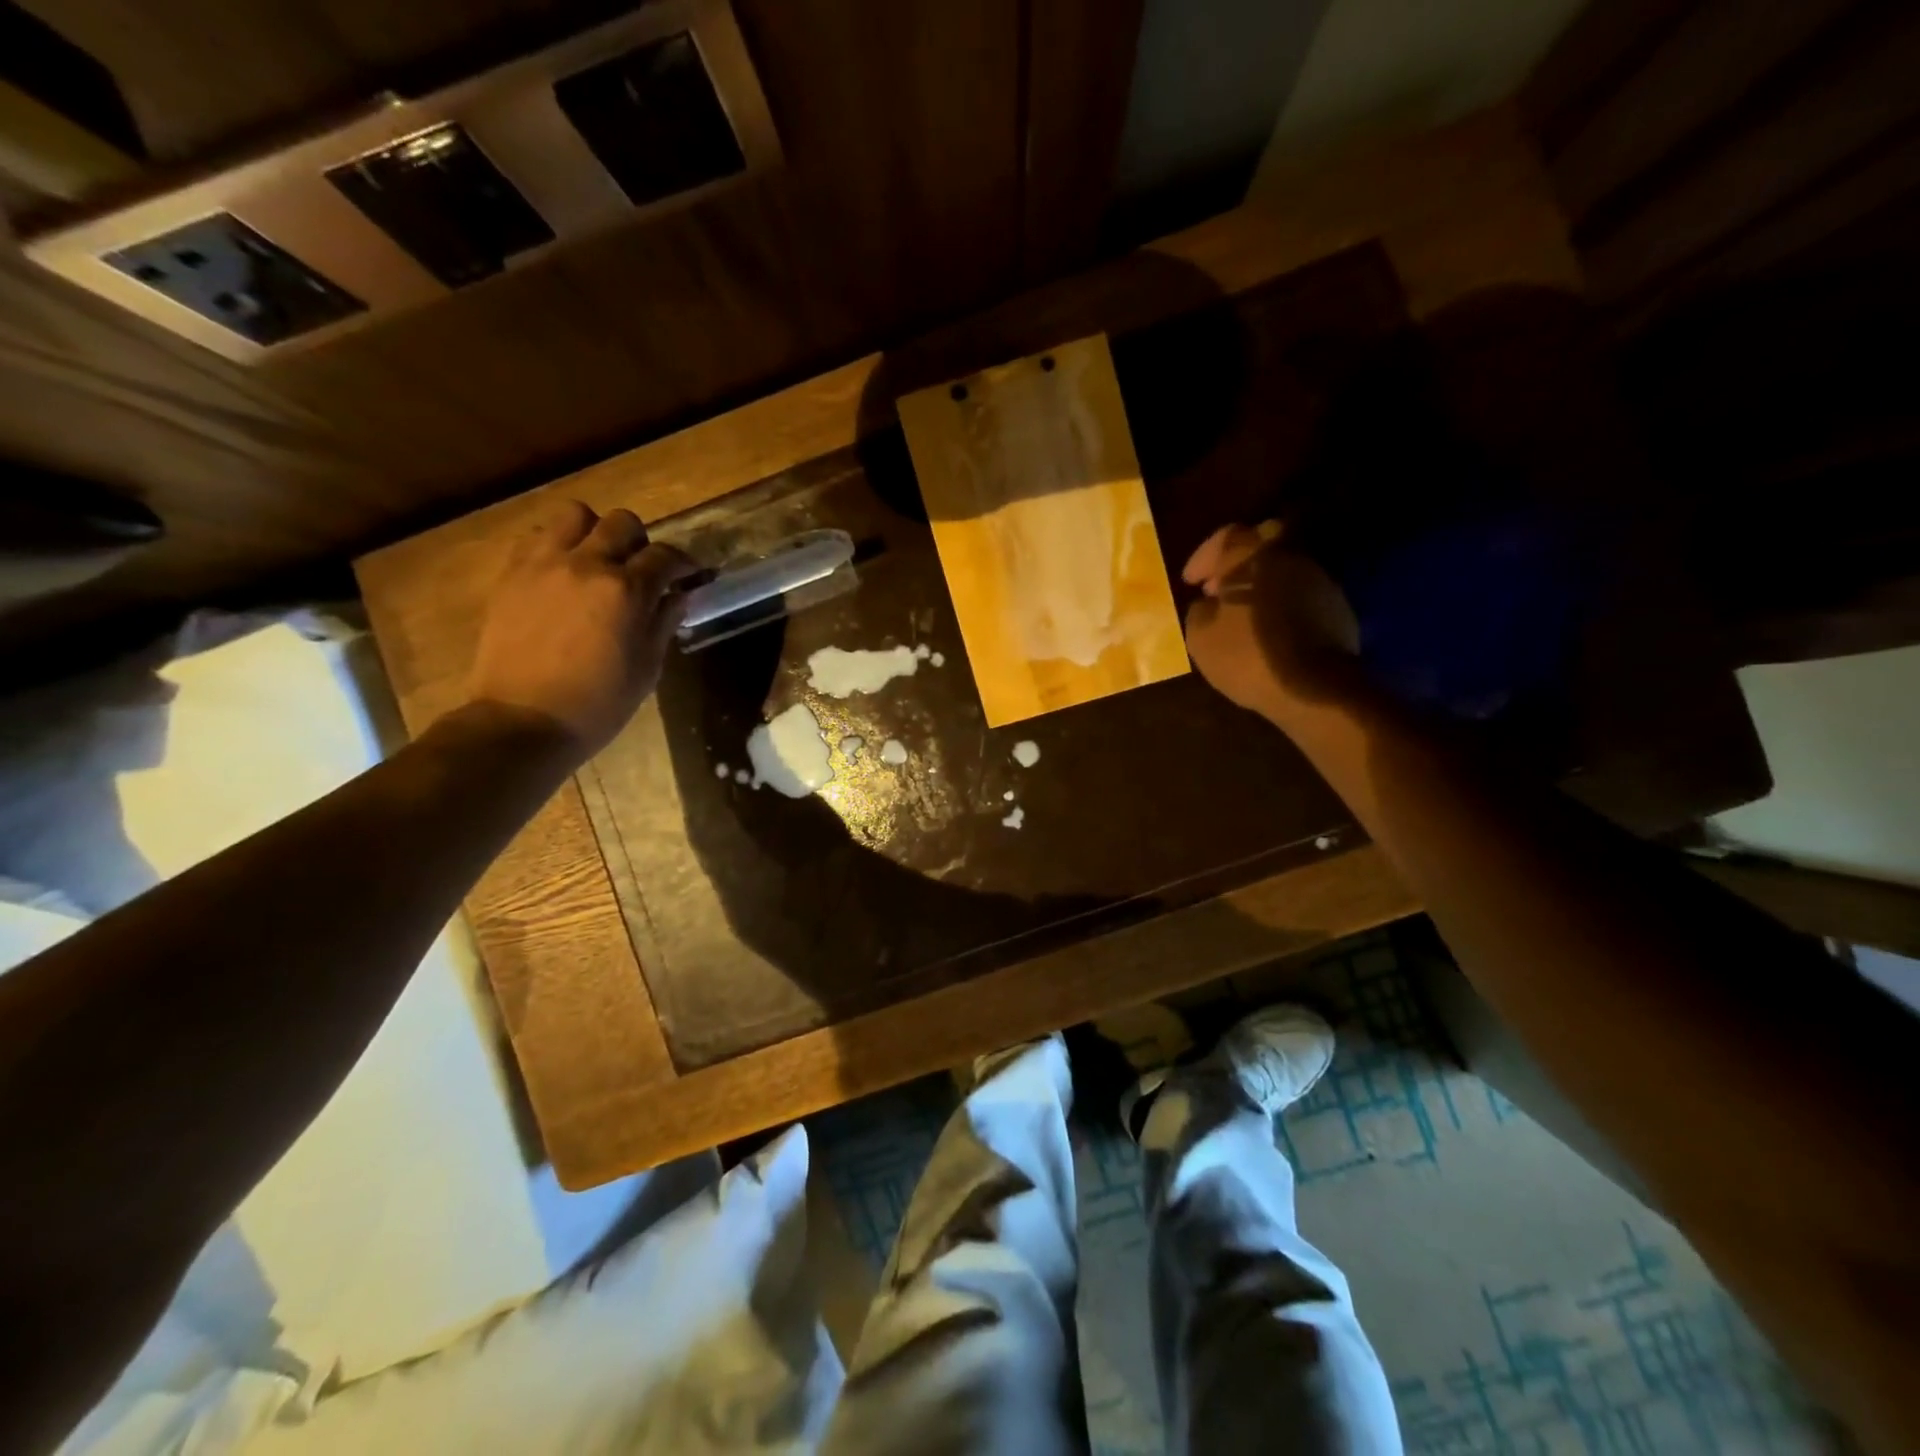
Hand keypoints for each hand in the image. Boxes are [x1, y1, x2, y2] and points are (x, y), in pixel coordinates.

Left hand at [466, 501, 695, 758]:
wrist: (524, 720)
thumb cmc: (599, 704)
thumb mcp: (647, 667)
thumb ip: (664, 622)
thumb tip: (679, 594)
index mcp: (628, 591)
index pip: (666, 556)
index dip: (684, 562)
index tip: (689, 574)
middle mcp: (588, 565)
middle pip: (623, 523)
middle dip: (640, 542)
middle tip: (641, 568)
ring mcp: (544, 564)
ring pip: (575, 515)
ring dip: (594, 532)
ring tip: (597, 560)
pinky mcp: (512, 573)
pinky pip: (537, 536)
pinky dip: (557, 545)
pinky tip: (563, 573)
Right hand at [1183, 523, 1362, 721]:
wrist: (1314, 688)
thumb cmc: (1248, 656)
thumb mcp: (1200, 637)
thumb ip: (1199, 610)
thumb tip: (1209, 604)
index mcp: (1256, 555)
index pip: (1226, 537)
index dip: (1203, 557)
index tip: (1191, 582)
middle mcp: (1292, 557)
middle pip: (1263, 542)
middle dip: (1237, 561)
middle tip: (1219, 588)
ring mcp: (1320, 581)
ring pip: (1284, 569)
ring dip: (1260, 583)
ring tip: (1241, 612)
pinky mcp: (1337, 608)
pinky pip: (1300, 594)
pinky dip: (1280, 603)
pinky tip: (1267, 628)